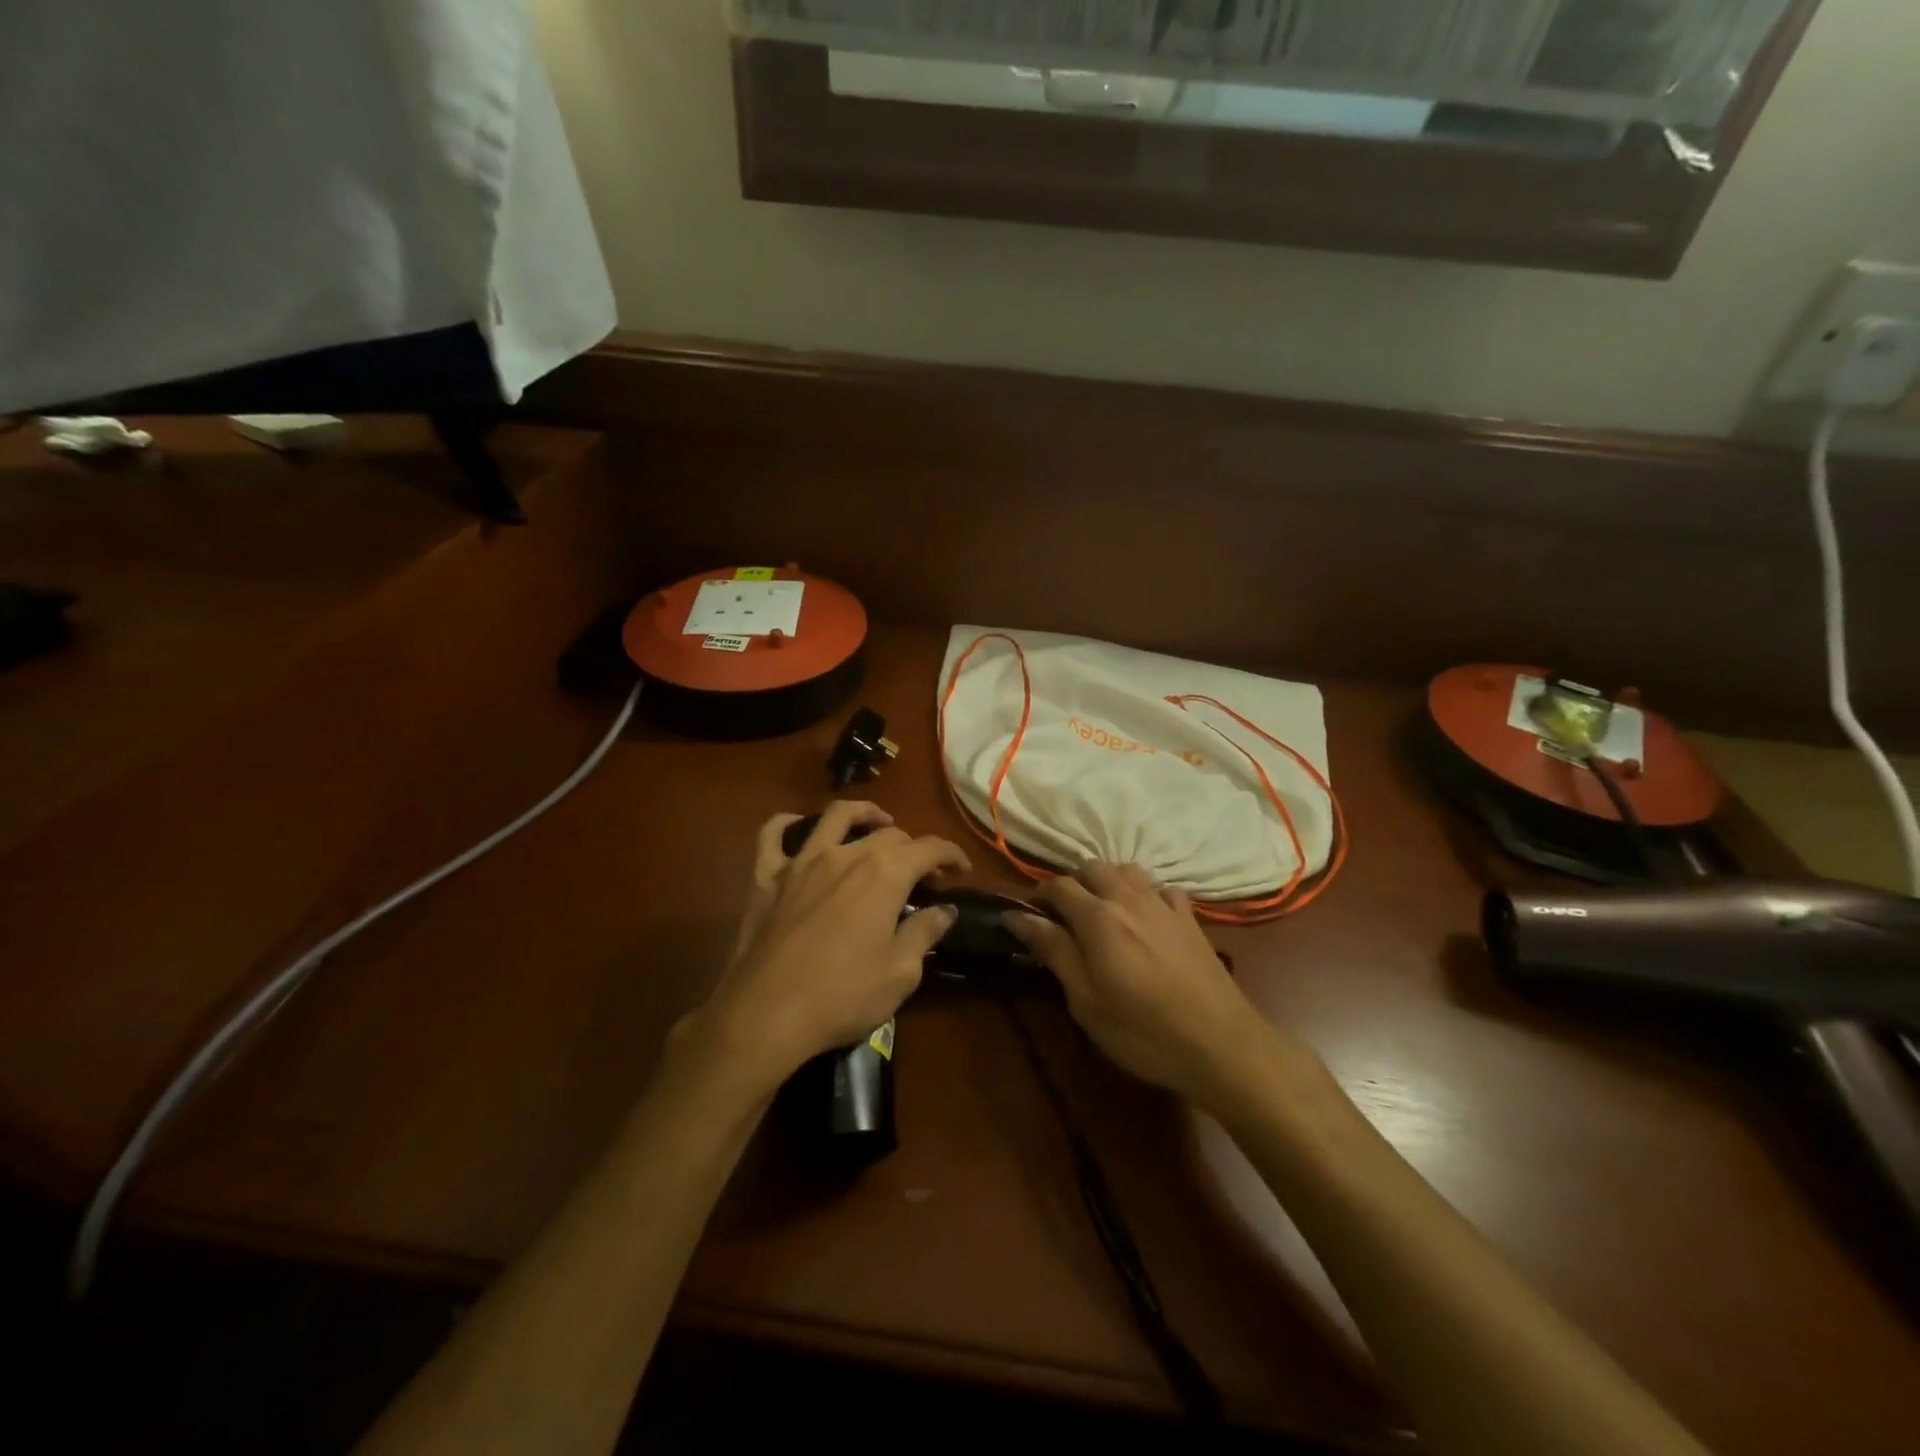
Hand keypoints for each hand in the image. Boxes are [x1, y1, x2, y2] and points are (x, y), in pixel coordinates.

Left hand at [701, 801, 968, 1089]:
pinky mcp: (766, 876)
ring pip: (836, 816)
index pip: (929, 849)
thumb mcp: (900, 973)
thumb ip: (924, 933)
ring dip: (863, 814)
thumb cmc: (842, 996)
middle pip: (889, 835)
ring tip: (877, 823)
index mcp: (885, 874)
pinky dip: (786, 823)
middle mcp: (846, 854)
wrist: (765, 1014)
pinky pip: (773, 834)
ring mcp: (802, 861)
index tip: (962, 870)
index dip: (951, 855)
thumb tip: (944, 911)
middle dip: (914, 848)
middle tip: (923, 875)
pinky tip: (798, 827)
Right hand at [1007, 863, 1282, 1106]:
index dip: (1037, 896)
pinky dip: (1146, 894)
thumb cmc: (1142, 1030)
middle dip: (1071, 884)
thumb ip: (1053, 949)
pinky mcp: (1190, 919)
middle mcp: (1128, 898)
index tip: (1026, 916)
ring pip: (1127, 870)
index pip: (1058, 887)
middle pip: (1091, 868)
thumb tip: (1016, 915)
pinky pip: (1162, 889)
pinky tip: (1146, 917)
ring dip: (1107, 881)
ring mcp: (1163, 904)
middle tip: (1062, 916)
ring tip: (1101, 910)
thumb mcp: (1085, 999)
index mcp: (1098, 916)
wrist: (1220, 1044)